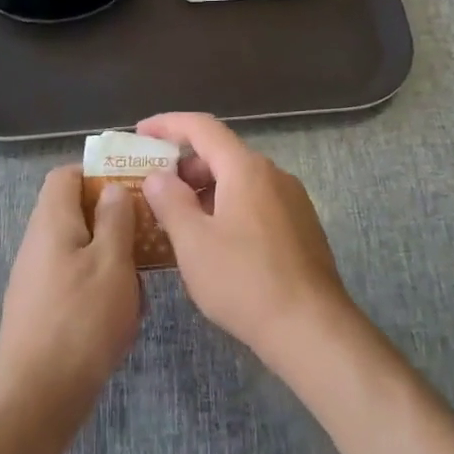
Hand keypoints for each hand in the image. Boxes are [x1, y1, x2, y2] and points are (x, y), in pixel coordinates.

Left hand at [0, 166, 141, 426]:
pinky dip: (99, 283)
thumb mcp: (112, 262)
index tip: (133, 186)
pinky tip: (122, 311)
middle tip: (146, 231)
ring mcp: (36, 278)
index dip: (97, 172)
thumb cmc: (80, 320)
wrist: (35, 398)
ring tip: (141, 275)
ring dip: (110, 254)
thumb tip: (112, 188)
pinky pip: (74, 279)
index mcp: (51, 221)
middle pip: (73, 211)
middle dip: (112, 217)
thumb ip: (115, 219)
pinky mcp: (41, 309)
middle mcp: (38, 243)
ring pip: (78, 248)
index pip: (65, 175)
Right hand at [137, 114, 355, 368]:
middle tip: (154, 188)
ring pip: (240, 181)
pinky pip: (256, 202)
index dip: (168, 124)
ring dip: (206, 191)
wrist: (312, 328)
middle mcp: (273, 174)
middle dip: (185, 166)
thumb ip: (170, 202)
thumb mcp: (193, 243)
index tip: (140, 132)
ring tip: (179, 219)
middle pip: (222, 154)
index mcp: (246, 168)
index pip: (202, 127)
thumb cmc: (244, 281)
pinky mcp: (301, 227)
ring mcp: (292, 200)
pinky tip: (214, 241)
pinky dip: (228, 207)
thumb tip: (158, 176)